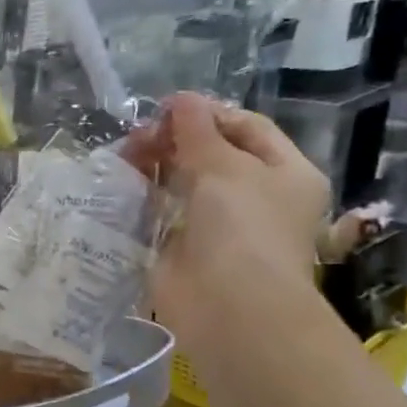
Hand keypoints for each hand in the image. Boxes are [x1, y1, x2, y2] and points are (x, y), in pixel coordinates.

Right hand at [125, 92, 330, 342]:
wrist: (228, 306)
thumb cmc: (242, 227)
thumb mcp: (224, 166)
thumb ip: (197, 130)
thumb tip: (180, 99)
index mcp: (285, 172)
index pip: (246, 128)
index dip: (207, 113)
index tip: (165, 110)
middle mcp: (256, 196)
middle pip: (211, 154)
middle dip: (174, 140)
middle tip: (137, 138)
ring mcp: (219, 225)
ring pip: (182, 182)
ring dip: (154, 166)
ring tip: (124, 158)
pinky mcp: (185, 248)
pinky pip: (162, 213)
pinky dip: (144, 198)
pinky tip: (122, 186)